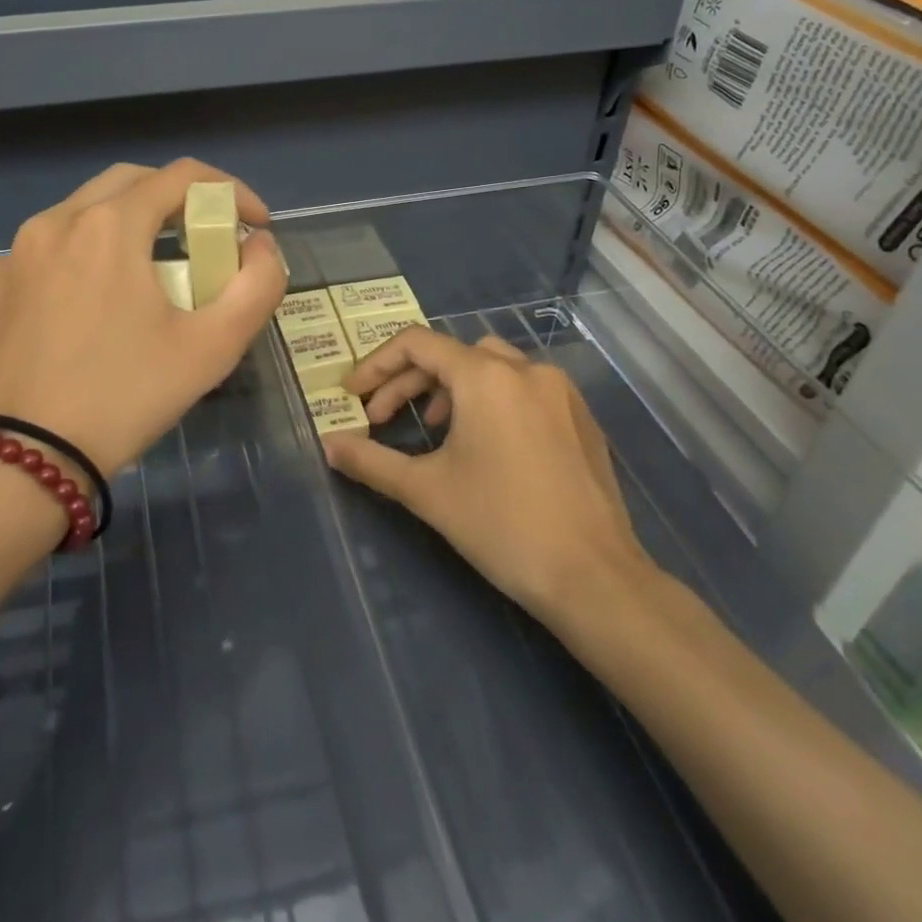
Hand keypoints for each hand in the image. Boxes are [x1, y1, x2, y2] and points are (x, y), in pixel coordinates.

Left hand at [0, 160, 287, 475]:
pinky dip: (84, 259)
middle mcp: (54, 223)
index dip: (231, 191)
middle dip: (177, 201)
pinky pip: (48, 254)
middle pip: (129, 183)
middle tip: (204, 241)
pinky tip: (94, 309)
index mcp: (108, 226)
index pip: (182, 176)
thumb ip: (257, 286)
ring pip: (82, 215)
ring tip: (150, 275)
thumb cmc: (123, 398)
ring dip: (128, 227)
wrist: (19, 463)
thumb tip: (260, 248)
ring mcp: (13, 257)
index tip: (256, 225)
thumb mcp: (212, 348)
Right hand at [325, 329, 658, 625]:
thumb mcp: (426, 491)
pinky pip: (525, 388)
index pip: (417, 344)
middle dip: (408, 381)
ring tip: (434, 428)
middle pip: (452, 354)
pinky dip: (491, 400)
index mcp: (486, 377)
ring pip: (492, 366)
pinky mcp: (582, 418)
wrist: (593, 577)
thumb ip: (370, 461)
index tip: (354, 397)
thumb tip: (328, 445)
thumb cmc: (501, 525)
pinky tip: (486, 444)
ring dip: (451, 387)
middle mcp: (526, 369)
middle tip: (382, 419)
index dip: (376, 365)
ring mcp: (560, 391)